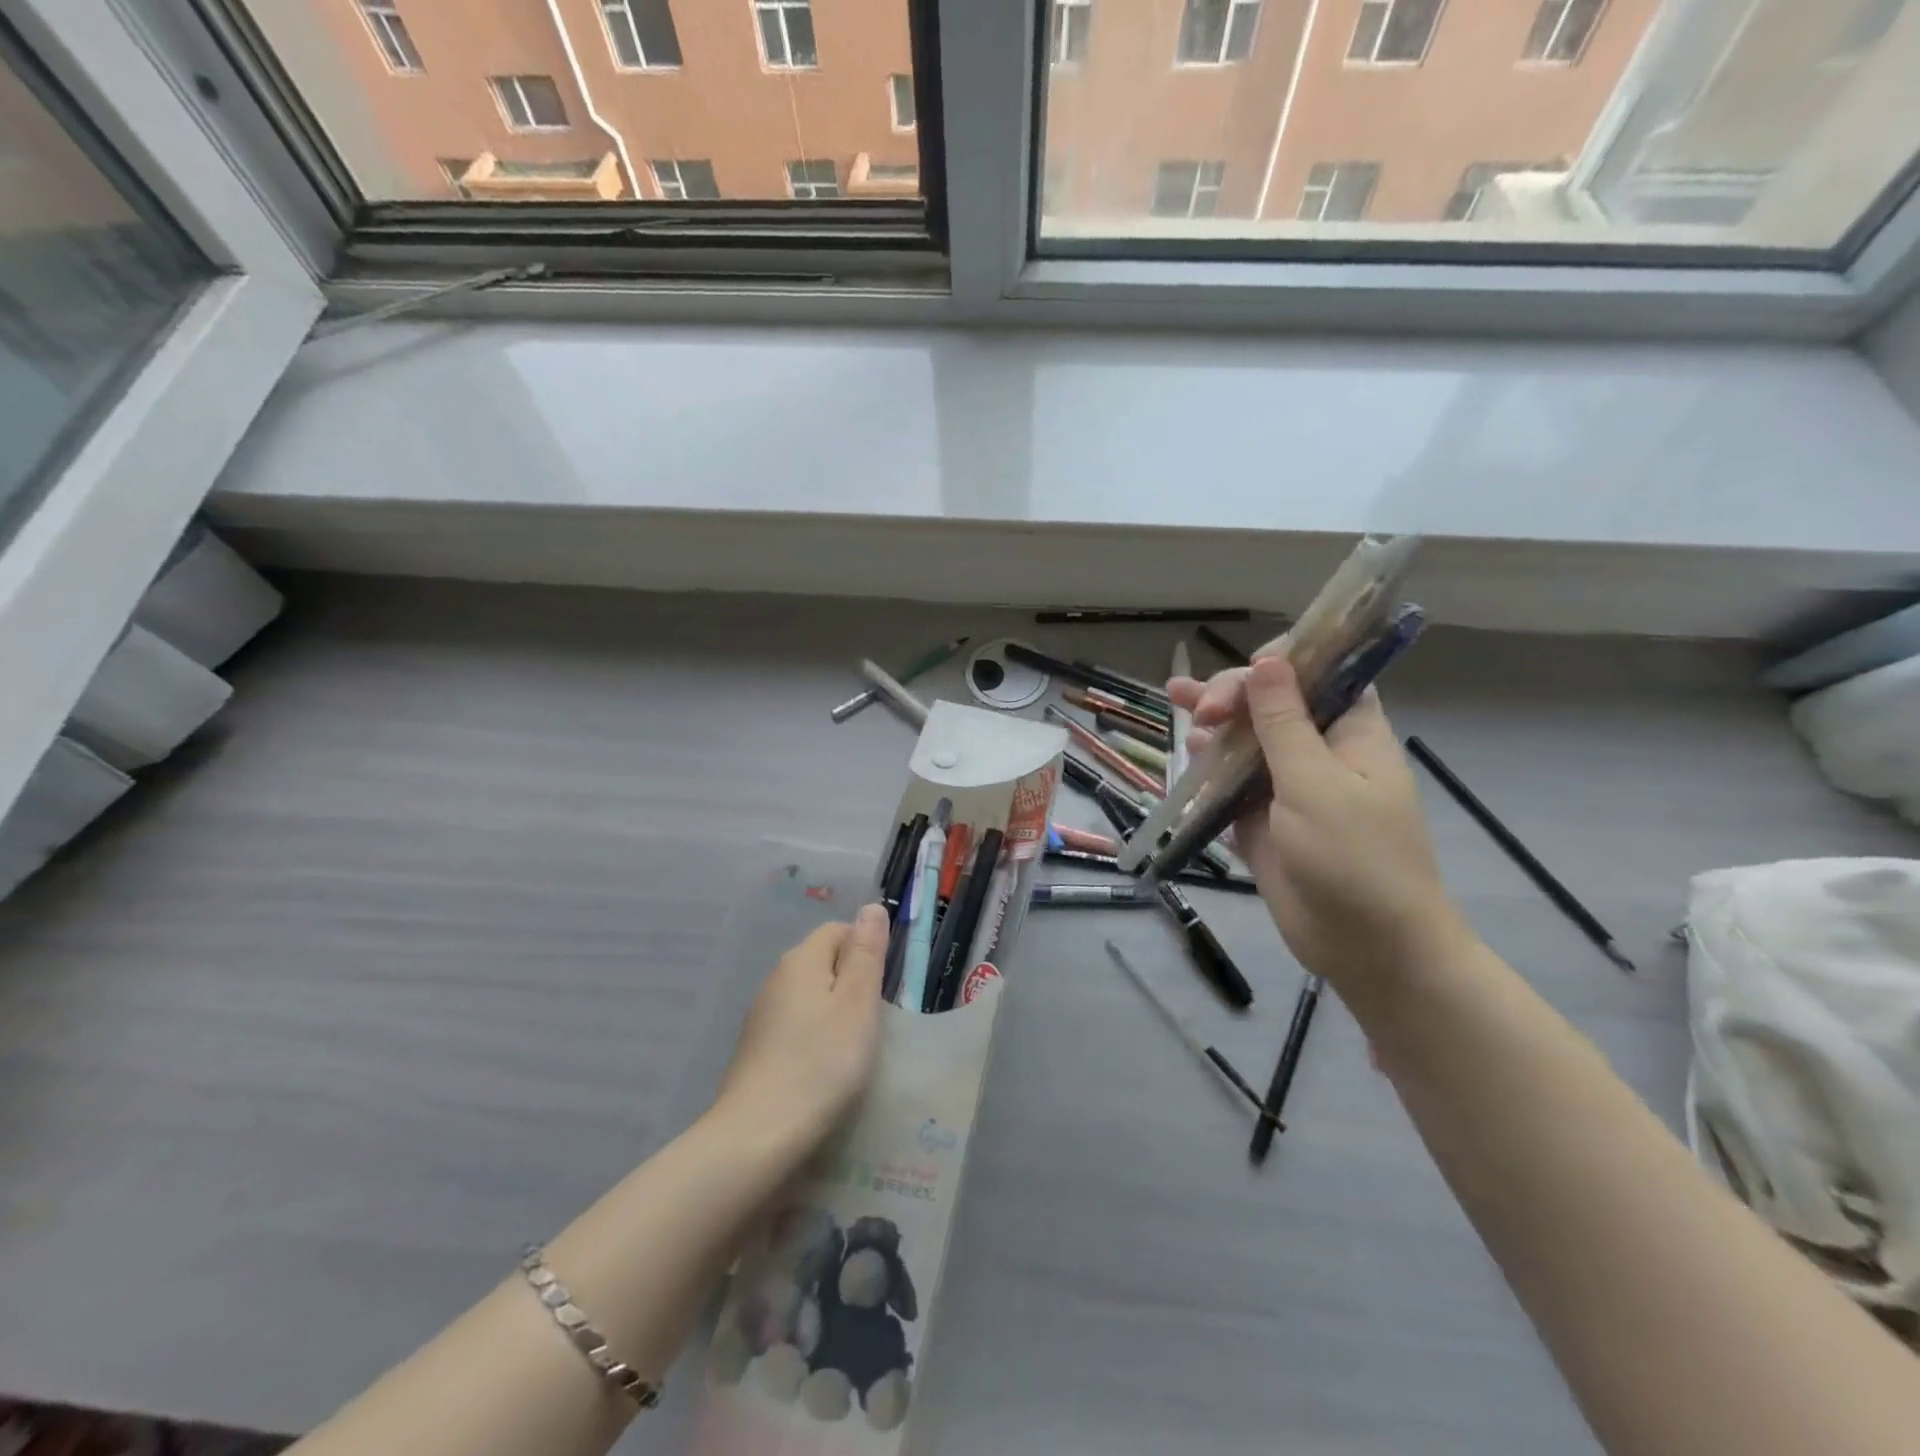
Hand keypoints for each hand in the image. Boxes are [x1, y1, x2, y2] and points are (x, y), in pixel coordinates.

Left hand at [715, 904, 888, 1148]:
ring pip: (809, 996)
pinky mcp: (756, 1049)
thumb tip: (871, 906)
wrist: (757, 1135)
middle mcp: (777, 979)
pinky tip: (825, 1069)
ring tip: (854, 1048)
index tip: (885, 988)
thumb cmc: (821, 1063)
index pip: (838, 931)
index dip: (866, 950)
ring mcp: (762, 1015)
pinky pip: (795, 1026)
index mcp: (801, 960)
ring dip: (834, 1012)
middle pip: (823, 962)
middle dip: (851, 982)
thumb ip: (866, 953)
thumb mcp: (857, 1003)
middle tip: (875, 1020)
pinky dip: (814, 1038)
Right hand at [1169, 658, 1471, 995]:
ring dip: (1216, 727)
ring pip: (1246, 743)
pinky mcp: (1263, 821)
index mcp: (1350, 732)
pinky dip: (1210, 771)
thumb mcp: (1316, 783)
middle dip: (1234, 696)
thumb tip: (1268, 660)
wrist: (1367, 947)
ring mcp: (1288, 787)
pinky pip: (1231, 785)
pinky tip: (1190, 760)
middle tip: (1203, 710)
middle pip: (1272, 704)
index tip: (1247, 672)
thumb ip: (1284, 723)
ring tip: (1182, 712)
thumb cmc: (1355, 858)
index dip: (1282, 662)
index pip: (1320, 673)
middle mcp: (1319, 751)